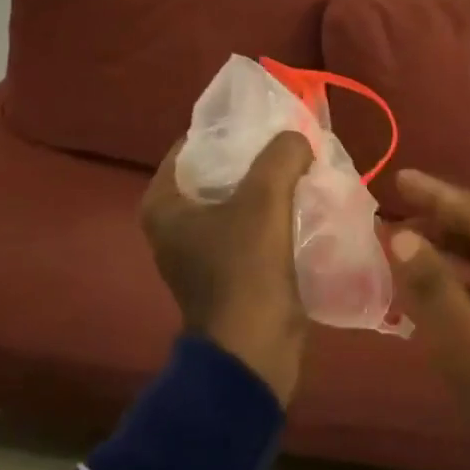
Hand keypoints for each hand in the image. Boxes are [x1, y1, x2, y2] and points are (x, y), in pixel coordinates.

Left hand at [141, 132, 314, 405]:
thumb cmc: (246, 270)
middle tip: (292, 141)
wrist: (255, 351)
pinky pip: (252, 228)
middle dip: (256, 158)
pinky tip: (306, 202)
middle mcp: (175, 225)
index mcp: (164, 204)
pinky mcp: (229, 272)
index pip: (193, 145)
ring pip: (239, 201)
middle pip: (218, 173)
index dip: (229, 129)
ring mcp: (201, 252)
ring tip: (305, 167)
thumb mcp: (264, 200)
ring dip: (270, 187)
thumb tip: (296, 138)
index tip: (266, 119)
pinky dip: (275, 215)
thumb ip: (281, 155)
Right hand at [388, 170, 469, 469]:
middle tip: (397, 204)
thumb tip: (401, 233)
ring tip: (408, 236)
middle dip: (444, 215)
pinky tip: (436, 284)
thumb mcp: (469, 348)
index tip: (399, 176)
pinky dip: (467, 278)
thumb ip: (433, 287)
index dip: (438, 194)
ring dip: (454, 246)